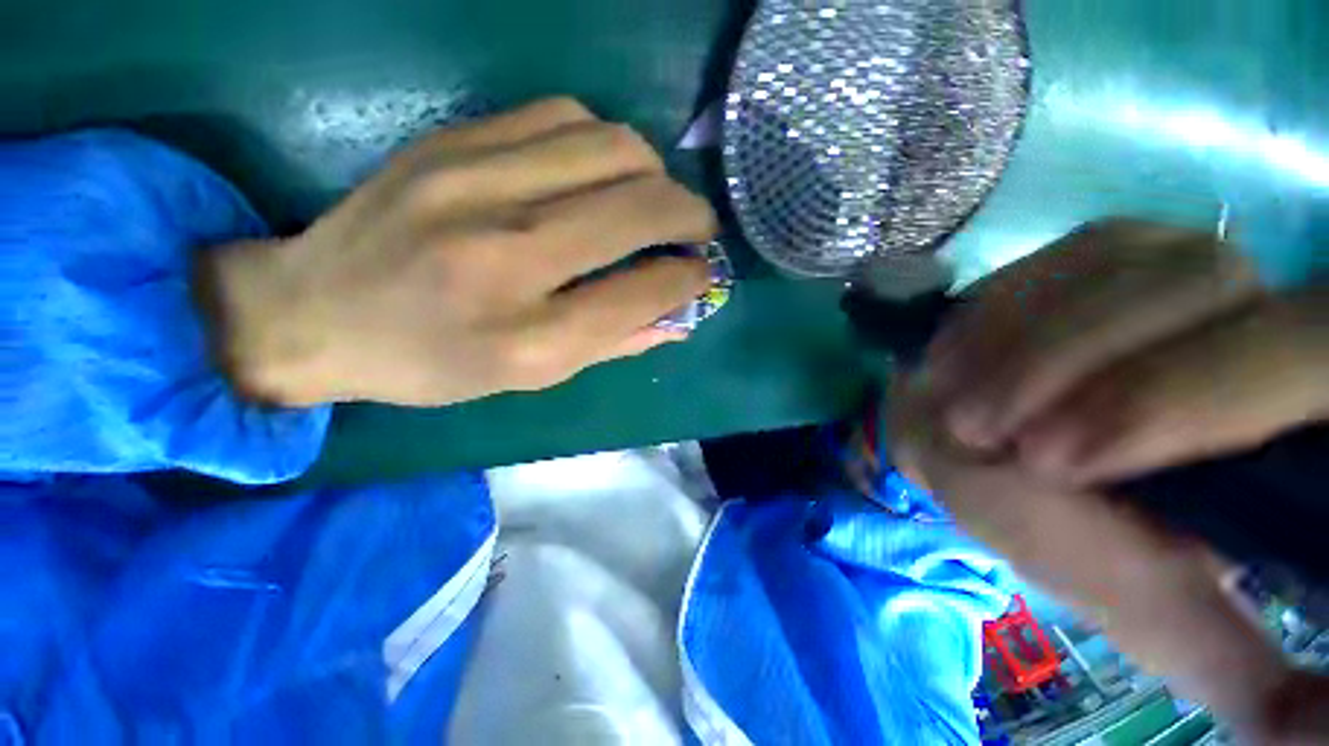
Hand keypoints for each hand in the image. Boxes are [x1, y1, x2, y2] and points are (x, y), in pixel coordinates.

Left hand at [197, 98, 715, 406]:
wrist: (315, 311)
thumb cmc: (433, 362)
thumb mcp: (532, 377)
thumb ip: (613, 343)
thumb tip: (678, 317)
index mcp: (527, 338)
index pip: (642, 291)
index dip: (689, 279)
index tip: (703, 273)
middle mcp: (507, 256)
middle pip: (639, 206)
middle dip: (691, 215)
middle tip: (698, 229)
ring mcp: (473, 184)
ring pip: (612, 146)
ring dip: (653, 173)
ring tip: (652, 199)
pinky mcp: (452, 141)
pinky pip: (563, 116)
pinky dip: (604, 143)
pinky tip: (599, 172)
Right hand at [893, 221, 1328, 742]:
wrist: (993, 441)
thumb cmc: (1071, 527)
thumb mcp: (1156, 616)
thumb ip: (1245, 679)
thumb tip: (1320, 732)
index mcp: (1303, 407)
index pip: (1298, 360)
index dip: (1172, 404)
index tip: (1052, 461)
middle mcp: (1262, 304)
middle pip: (1200, 285)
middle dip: (1070, 366)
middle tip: (982, 430)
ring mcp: (1177, 256)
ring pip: (1116, 259)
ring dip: (1022, 339)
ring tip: (959, 398)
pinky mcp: (1108, 244)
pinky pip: (1057, 254)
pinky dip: (999, 307)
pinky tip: (958, 353)